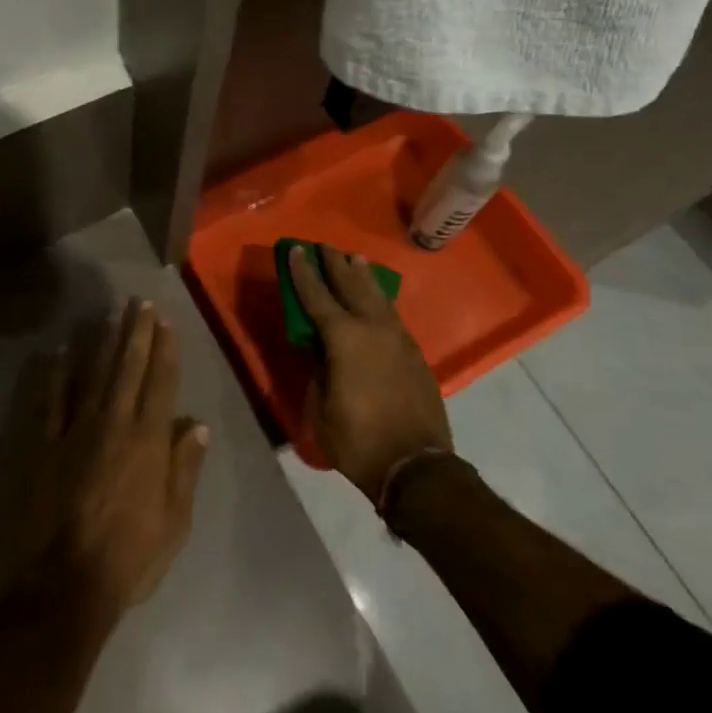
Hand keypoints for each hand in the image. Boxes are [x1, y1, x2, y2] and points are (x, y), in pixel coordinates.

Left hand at [19, 298, 209, 621]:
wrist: (63, 586)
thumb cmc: (128, 558)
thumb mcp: (174, 523)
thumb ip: (185, 469)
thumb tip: (198, 426)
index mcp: (148, 440)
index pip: (160, 382)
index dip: (164, 349)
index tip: (166, 321)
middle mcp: (114, 423)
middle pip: (128, 367)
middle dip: (136, 332)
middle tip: (139, 302)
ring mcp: (75, 430)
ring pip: (93, 374)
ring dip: (103, 341)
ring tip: (110, 314)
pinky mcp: (43, 444)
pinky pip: (50, 399)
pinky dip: (56, 373)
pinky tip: (60, 350)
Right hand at [288, 245, 452, 502]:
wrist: (416, 467)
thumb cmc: (358, 440)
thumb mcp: (320, 408)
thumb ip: (317, 371)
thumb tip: (319, 351)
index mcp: (344, 338)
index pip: (317, 296)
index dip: (303, 272)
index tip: (295, 250)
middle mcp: (372, 328)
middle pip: (351, 285)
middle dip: (335, 264)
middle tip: (324, 246)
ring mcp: (398, 338)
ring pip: (377, 296)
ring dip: (363, 276)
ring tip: (354, 258)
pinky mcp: (414, 353)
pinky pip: (393, 315)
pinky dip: (381, 300)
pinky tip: (378, 298)